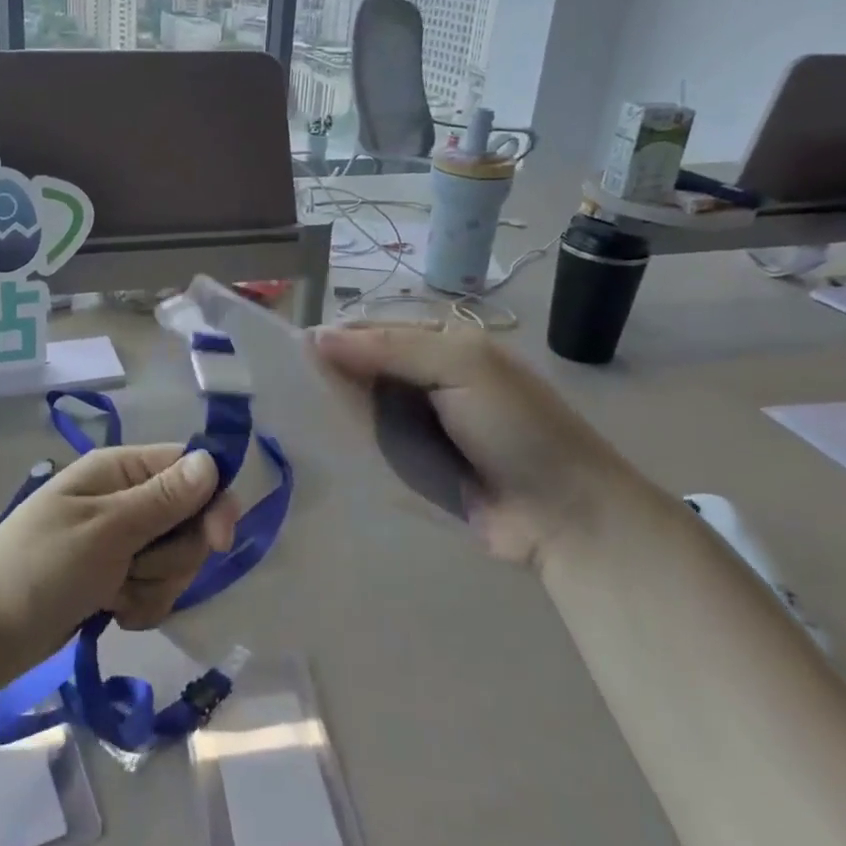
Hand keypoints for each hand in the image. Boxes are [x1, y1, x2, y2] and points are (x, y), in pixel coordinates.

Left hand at [0, 445, 240, 686]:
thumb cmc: (39, 567)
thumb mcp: (106, 530)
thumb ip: (163, 500)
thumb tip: (213, 461)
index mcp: (121, 470)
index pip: (191, 469)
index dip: (212, 503)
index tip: (218, 541)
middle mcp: (126, 499)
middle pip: (190, 521)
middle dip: (173, 556)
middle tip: (134, 569)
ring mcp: (121, 543)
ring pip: (175, 561)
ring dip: (153, 585)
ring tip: (113, 594)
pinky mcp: (115, 580)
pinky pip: (155, 590)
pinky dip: (140, 606)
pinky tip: (111, 613)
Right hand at [314, 323, 647, 568]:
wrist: (565, 515)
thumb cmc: (518, 428)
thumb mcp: (461, 368)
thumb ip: (390, 348)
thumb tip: (317, 337)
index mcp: (441, 344)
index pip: (373, 330)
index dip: (335, 338)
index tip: (291, 353)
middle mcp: (425, 378)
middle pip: (363, 367)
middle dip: (328, 373)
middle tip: (280, 386)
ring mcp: (418, 424)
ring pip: (362, 406)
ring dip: (332, 408)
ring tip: (285, 412)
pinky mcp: (413, 464)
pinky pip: (371, 445)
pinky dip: (347, 442)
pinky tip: (314, 443)